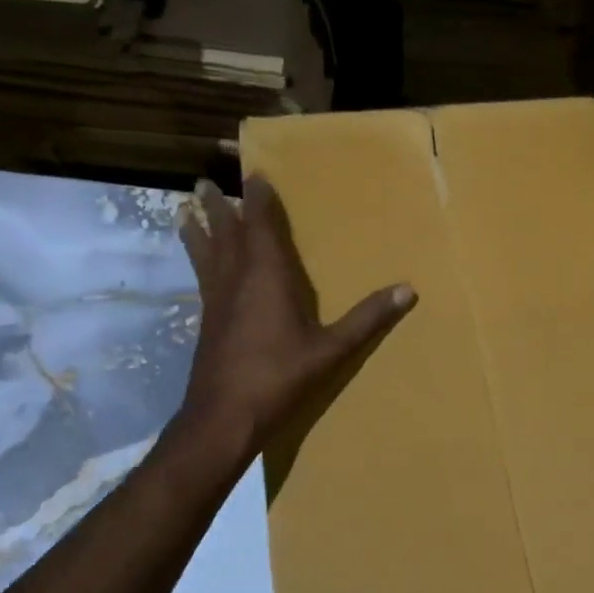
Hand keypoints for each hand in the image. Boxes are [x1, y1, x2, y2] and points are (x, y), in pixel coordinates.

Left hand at [176, 176, 414, 458]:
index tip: (255, 174)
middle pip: (224, 233)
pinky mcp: (207, 321)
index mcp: (266, 277)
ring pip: (204, 253)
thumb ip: (368, 318)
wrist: (223, 418)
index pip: (259, 226)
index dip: (257, 199)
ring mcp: (216, 301)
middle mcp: (236, 280)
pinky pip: (202, 275)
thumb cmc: (279, 378)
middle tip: (205, 183)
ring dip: (197, 229)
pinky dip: (197, 258)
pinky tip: (201, 265)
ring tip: (185, 209)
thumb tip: (408, 290)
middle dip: (218, 207)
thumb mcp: (331, 350)